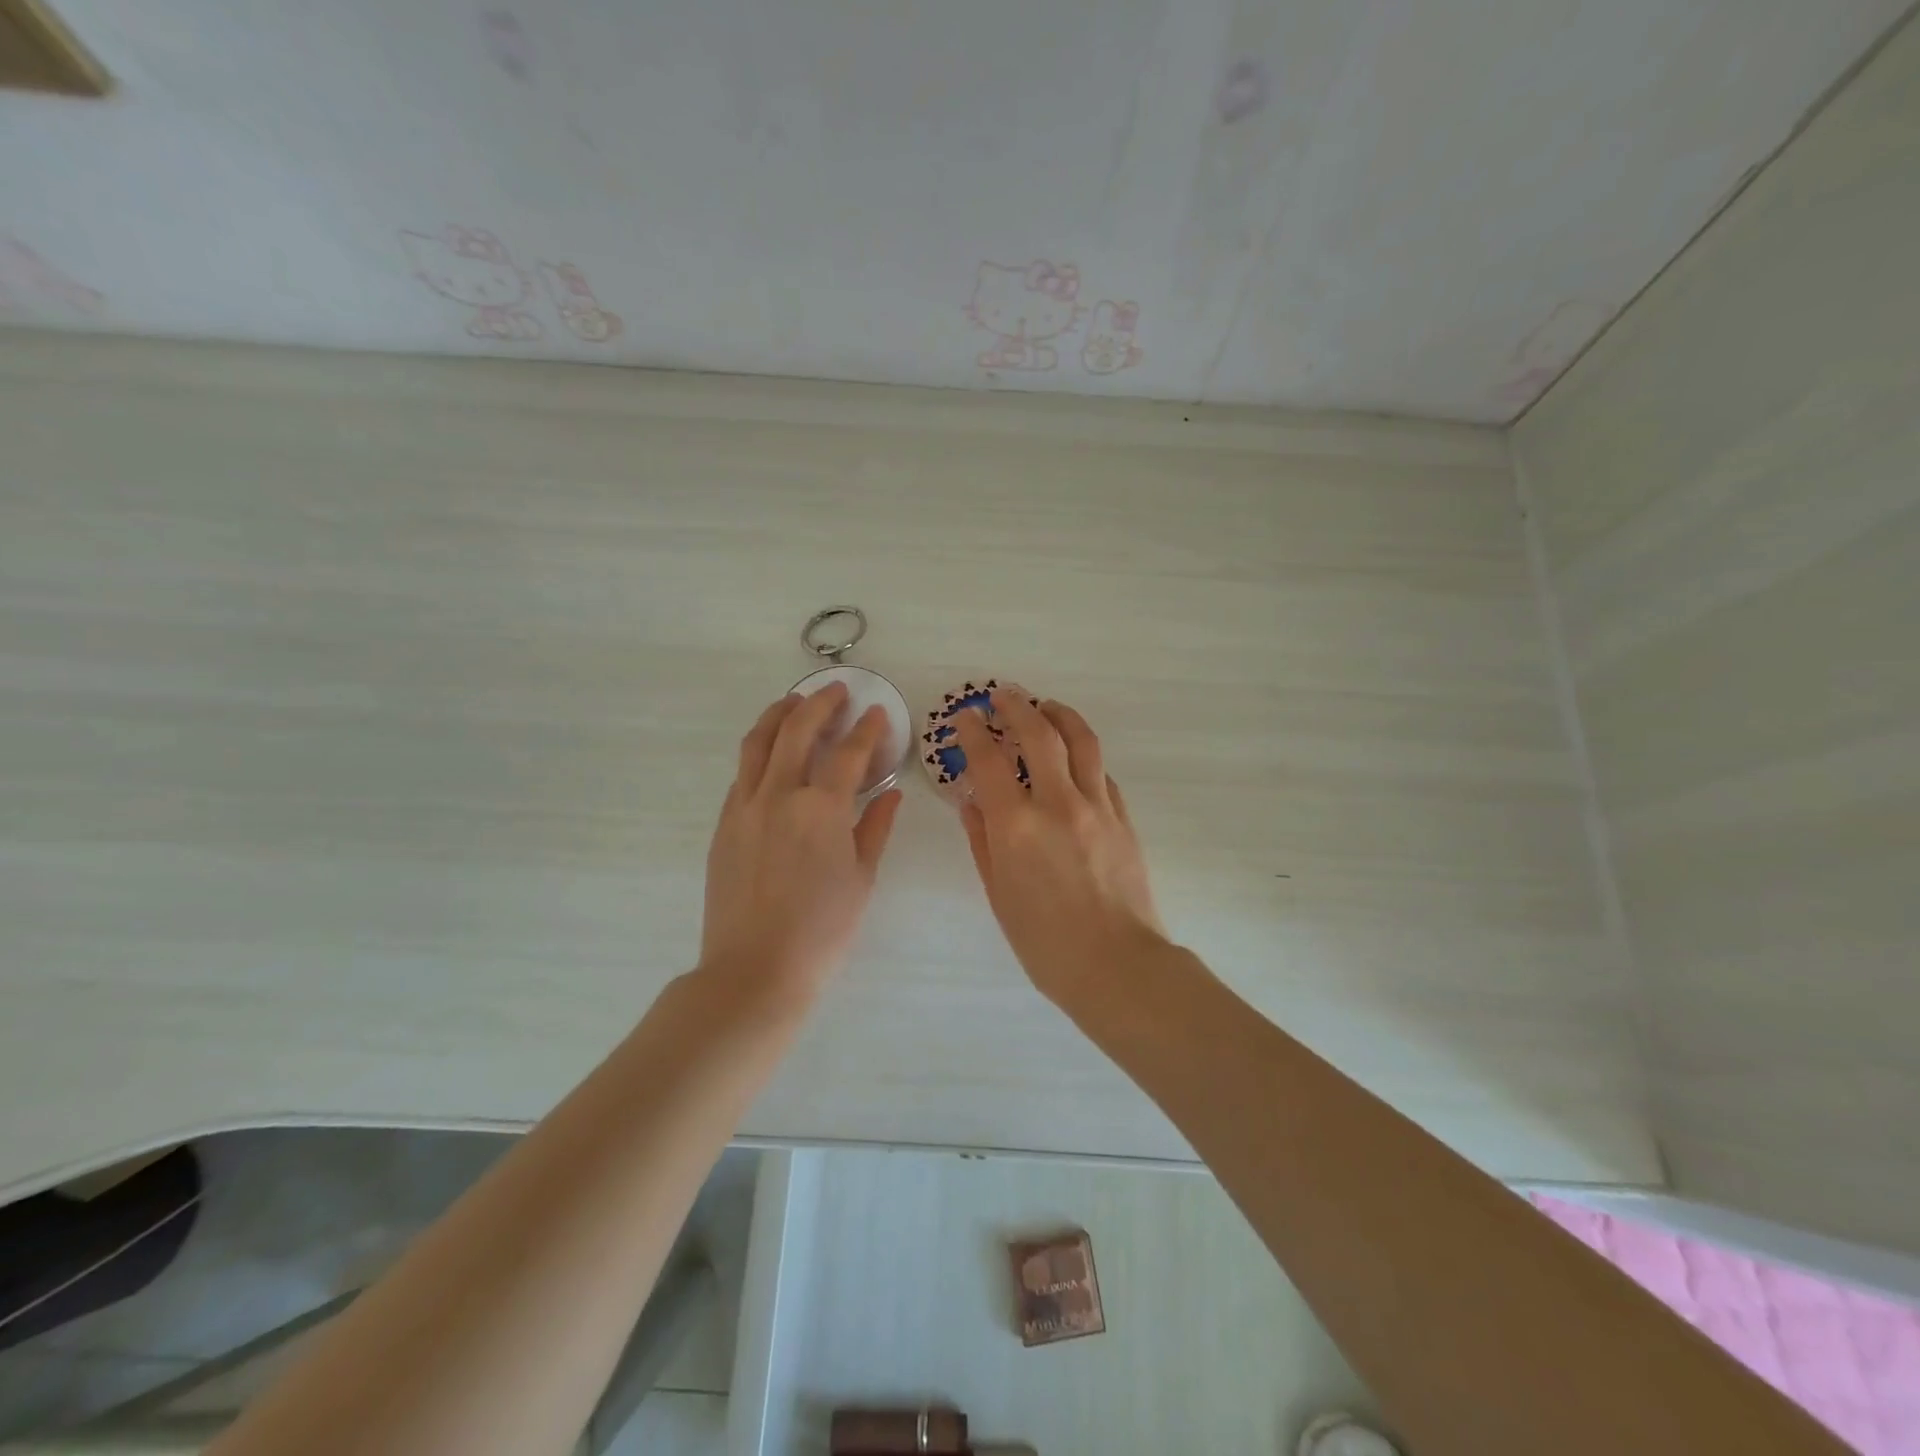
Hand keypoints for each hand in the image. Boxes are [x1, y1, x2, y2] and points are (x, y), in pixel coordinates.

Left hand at [700, 684, 901, 1009]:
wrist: (755, 970)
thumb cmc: (822, 931)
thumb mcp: (861, 879)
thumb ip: (875, 828)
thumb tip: (890, 794)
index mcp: (821, 809)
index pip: (848, 753)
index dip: (866, 730)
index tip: (876, 713)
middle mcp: (779, 795)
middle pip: (797, 731)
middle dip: (819, 704)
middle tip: (835, 691)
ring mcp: (745, 807)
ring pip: (758, 743)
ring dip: (779, 716)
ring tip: (793, 702)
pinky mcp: (724, 824)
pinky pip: (742, 774)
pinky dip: (759, 752)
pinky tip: (771, 755)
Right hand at [954, 689, 1166, 1005]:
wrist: (1116, 966)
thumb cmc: (1045, 942)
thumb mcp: (999, 894)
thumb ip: (982, 841)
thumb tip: (971, 802)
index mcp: (1016, 825)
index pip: (989, 760)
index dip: (974, 731)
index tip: (965, 716)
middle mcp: (1057, 803)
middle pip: (1039, 734)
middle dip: (1017, 706)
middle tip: (1003, 695)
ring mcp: (1097, 806)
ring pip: (1081, 741)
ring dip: (1060, 715)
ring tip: (1046, 706)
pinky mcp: (1123, 817)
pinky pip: (1102, 773)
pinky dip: (1084, 755)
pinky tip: (1075, 758)